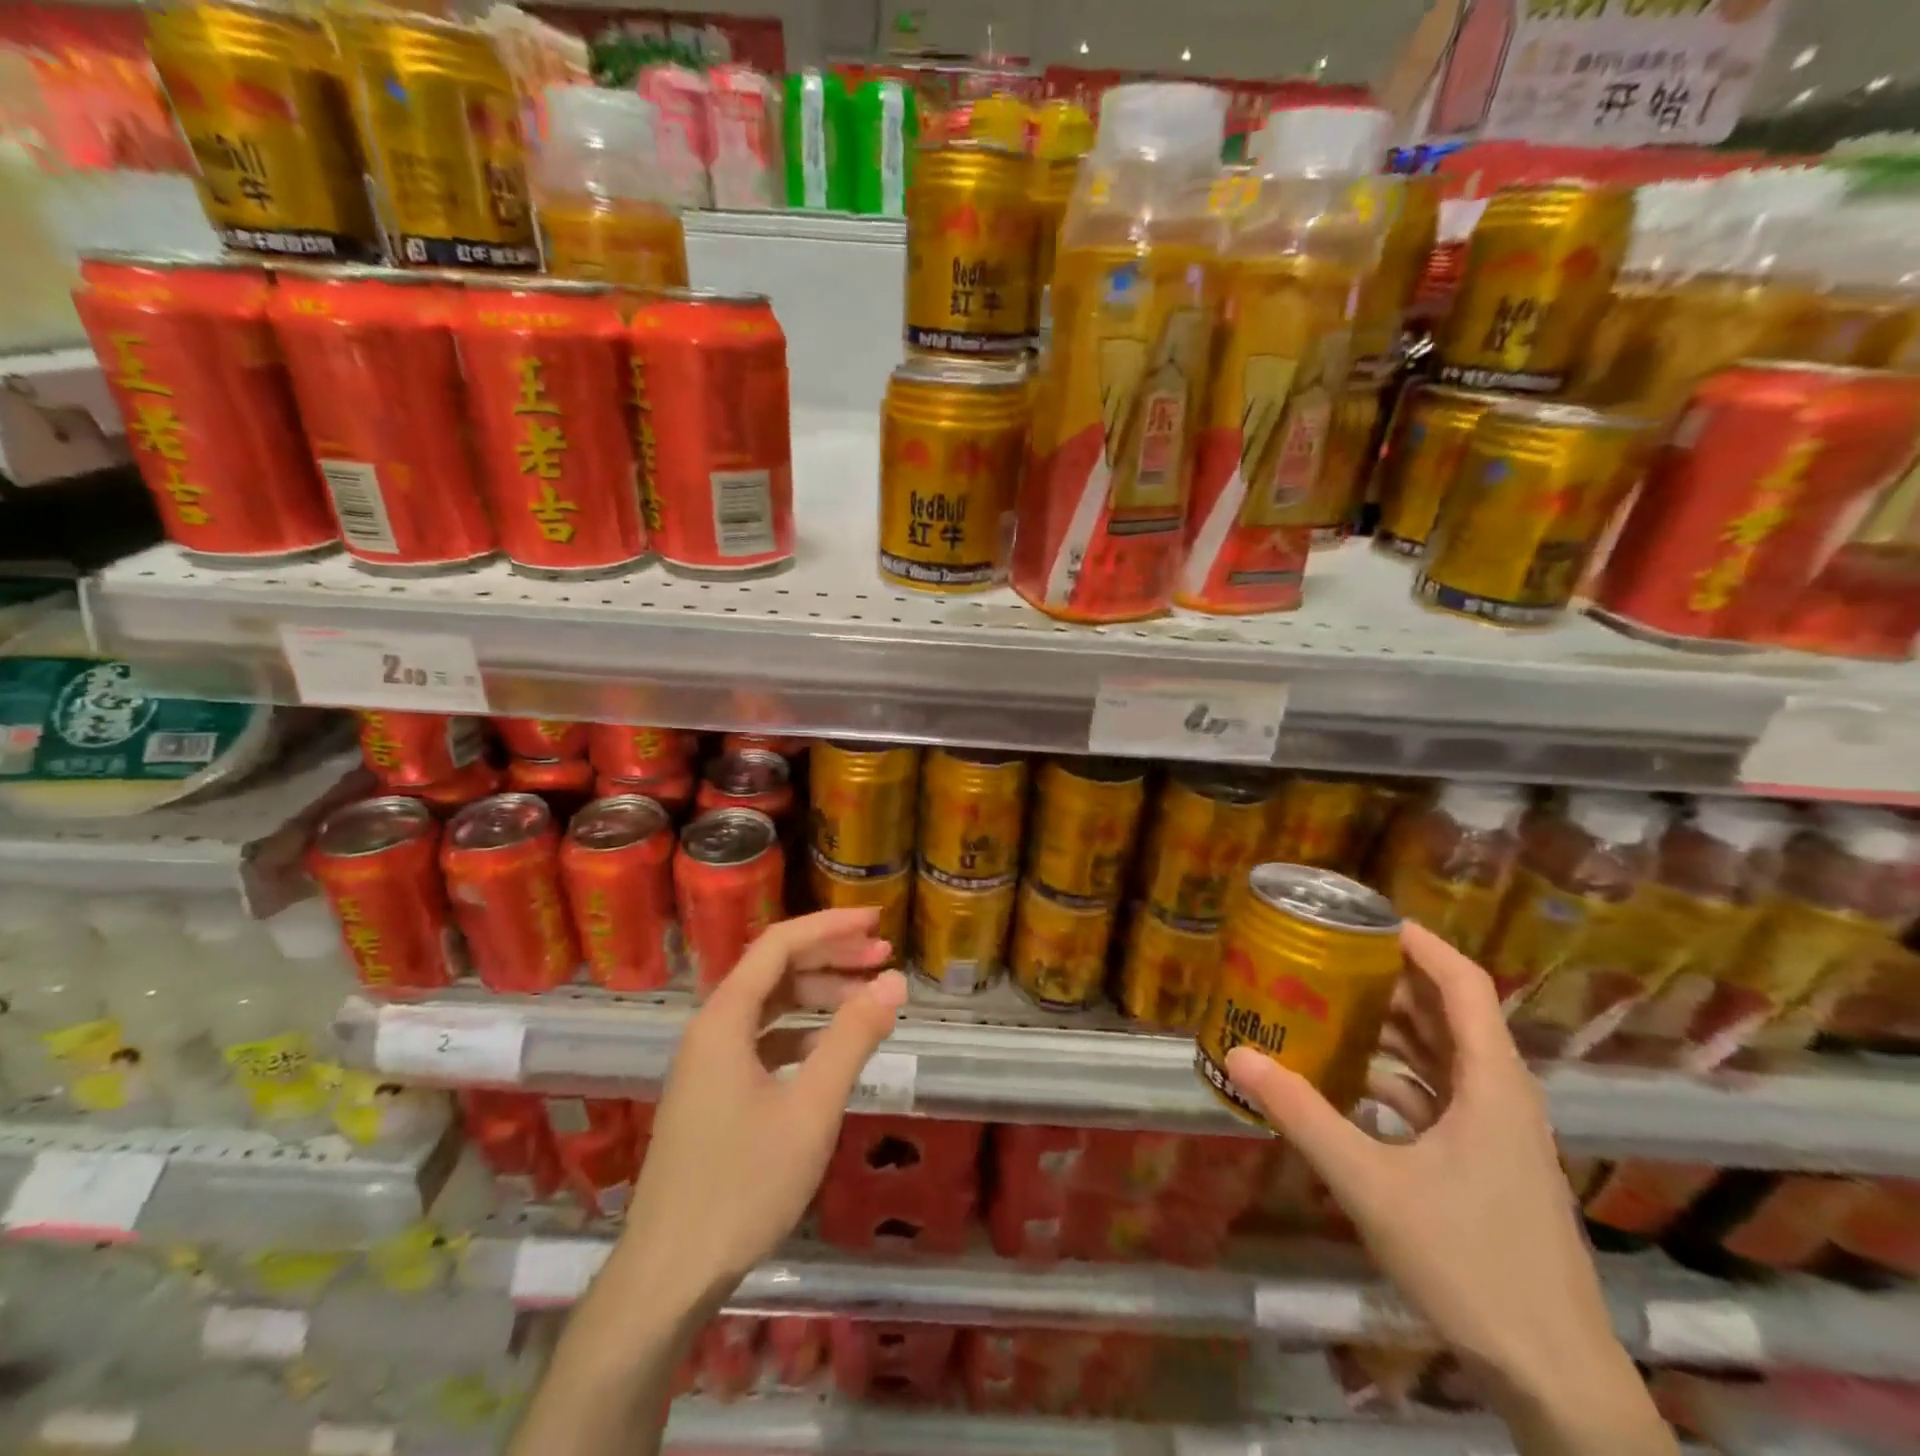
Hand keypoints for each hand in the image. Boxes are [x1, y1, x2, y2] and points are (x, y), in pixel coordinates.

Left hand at [621, 908, 907, 1304]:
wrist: (667, 1276)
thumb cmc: (743, 1186)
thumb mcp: (812, 1108)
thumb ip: (853, 1038)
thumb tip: (893, 982)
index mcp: (725, 1018)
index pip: (780, 944)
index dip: (830, 926)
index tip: (877, 922)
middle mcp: (711, 1028)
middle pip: (774, 970)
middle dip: (830, 956)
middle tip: (882, 956)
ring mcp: (708, 1062)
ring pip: (769, 1006)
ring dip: (817, 994)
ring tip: (867, 999)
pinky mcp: (712, 1093)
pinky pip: (761, 1039)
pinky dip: (800, 1032)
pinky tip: (829, 1049)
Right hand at [1225, 924, 1628, 1415]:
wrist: (1555, 1376)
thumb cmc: (1471, 1263)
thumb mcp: (1371, 1184)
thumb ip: (1302, 1115)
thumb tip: (1239, 1054)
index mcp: (1493, 1083)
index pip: (1465, 983)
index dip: (1420, 941)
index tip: (1366, 917)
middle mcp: (1503, 1095)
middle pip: (1451, 1012)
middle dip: (1393, 978)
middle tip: (1329, 956)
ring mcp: (1500, 1133)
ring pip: (1445, 1055)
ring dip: (1393, 1027)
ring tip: (1330, 1004)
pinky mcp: (1489, 1164)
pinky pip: (1440, 1094)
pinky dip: (1397, 1075)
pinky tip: (1350, 1081)